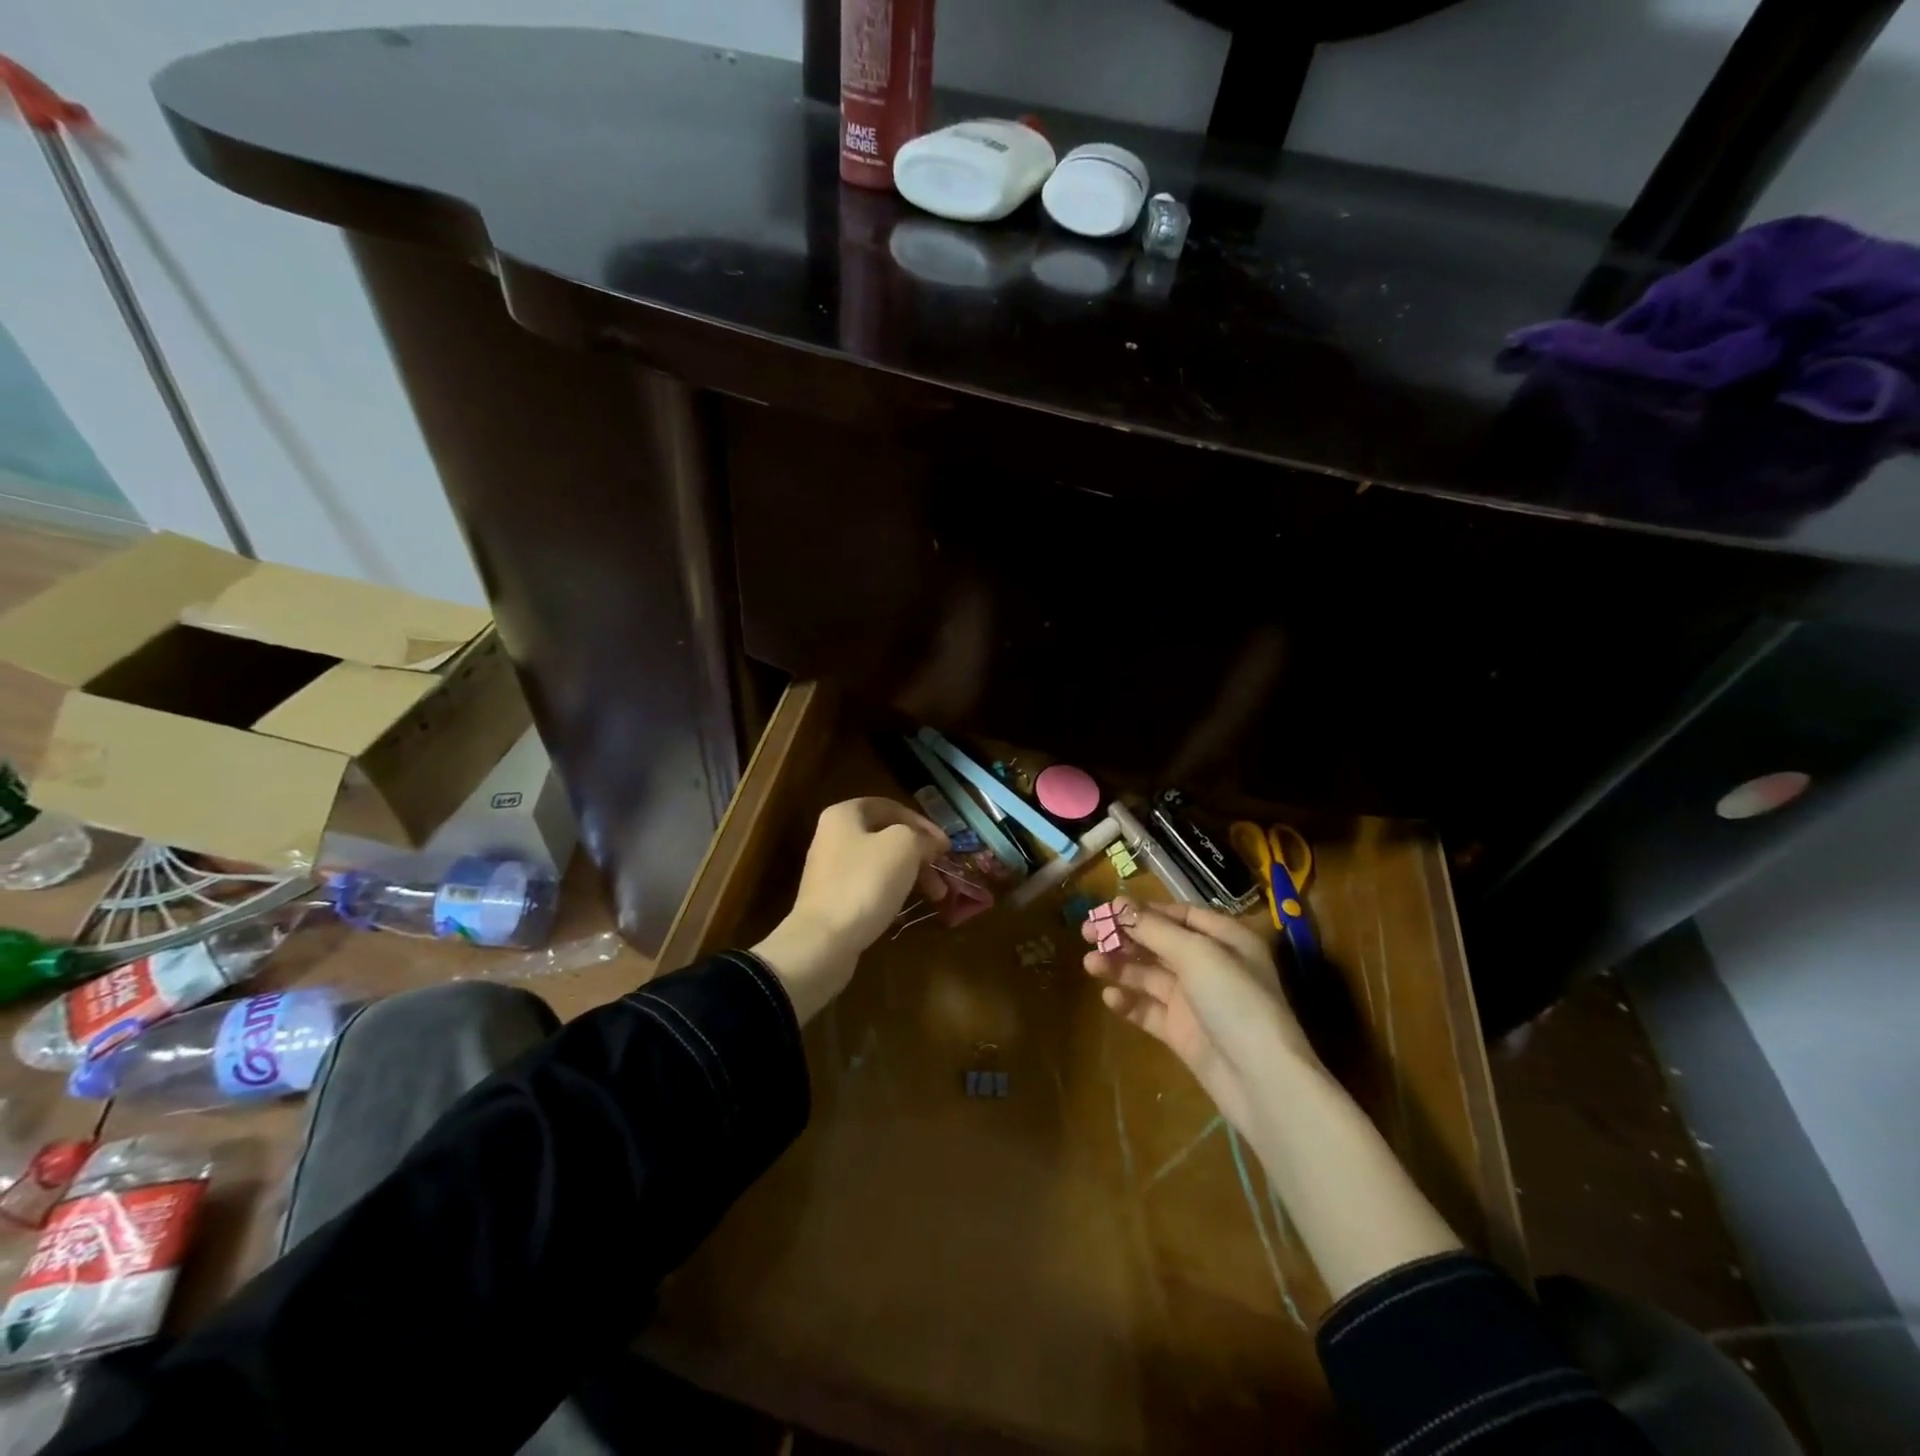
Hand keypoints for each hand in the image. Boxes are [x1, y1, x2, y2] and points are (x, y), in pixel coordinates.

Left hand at [753, 797, 948, 1023]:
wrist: (823, 941)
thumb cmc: (865, 882)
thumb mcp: (903, 847)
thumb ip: (922, 837)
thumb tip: (933, 843)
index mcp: (845, 814)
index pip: (892, 807)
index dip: (923, 823)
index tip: (946, 846)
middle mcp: (833, 836)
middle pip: (887, 837)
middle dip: (920, 854)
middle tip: (944, 874)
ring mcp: (831, 870)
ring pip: (881, 864)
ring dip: (912, 875)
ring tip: (936, 896)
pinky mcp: (833, 899)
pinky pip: (870, 887)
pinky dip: (893, 892)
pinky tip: (907, 907)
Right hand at [1082, 897, 1317, 1138]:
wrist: (1262, 1082)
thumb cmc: (1235, 1002)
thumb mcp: (1196, 955)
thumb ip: (1153, 929)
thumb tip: (1117, 904)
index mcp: (1225, 939)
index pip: (1179, 914)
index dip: (1143, 910)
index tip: (1107, 910)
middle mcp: (1210, 965)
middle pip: (1159, 942)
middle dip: (1123, 937)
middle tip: (1086, 933)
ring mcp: (1195, 1000)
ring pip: (1149, 975)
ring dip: (1120, 967)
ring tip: (1090, 965)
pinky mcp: (1181, 1032)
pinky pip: (1149, 1009)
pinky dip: (1129, 1001)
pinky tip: (1110, 998)